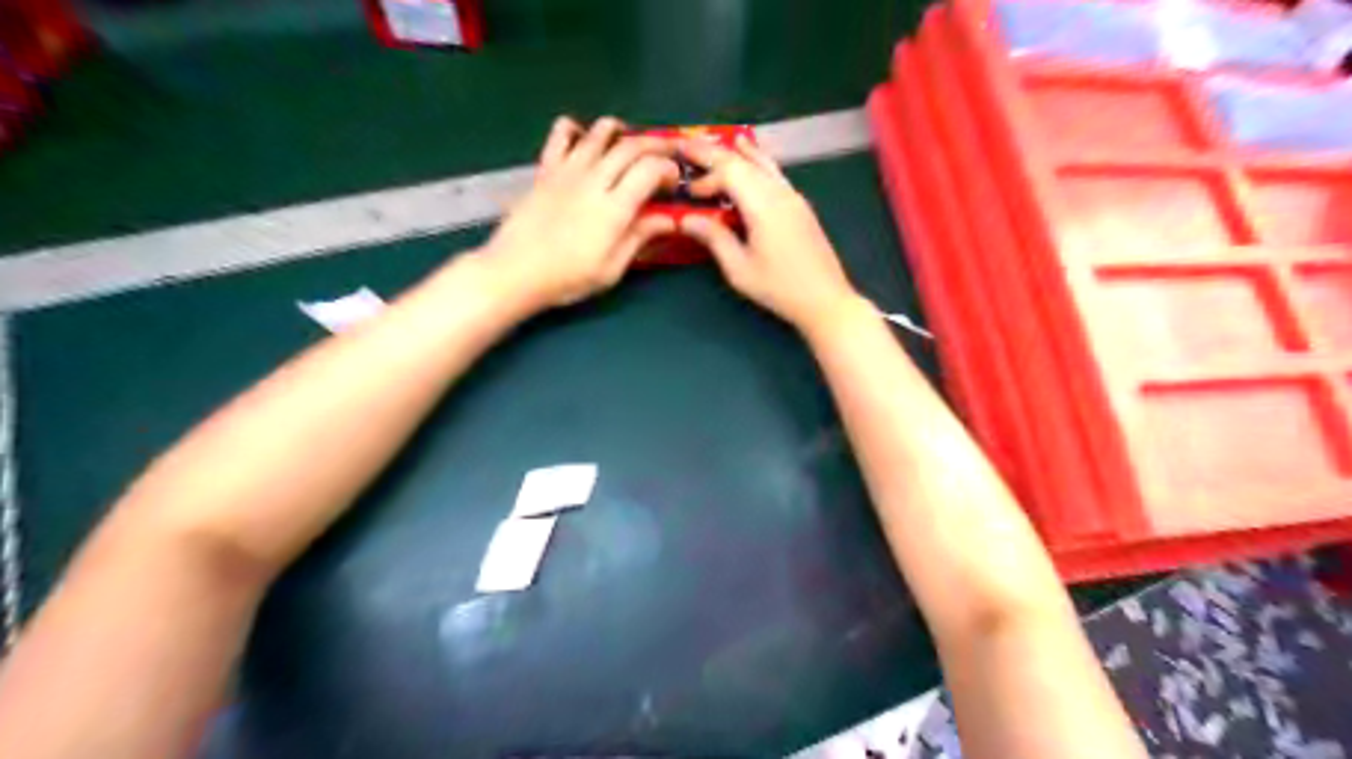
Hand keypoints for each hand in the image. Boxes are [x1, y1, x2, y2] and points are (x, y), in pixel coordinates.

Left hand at [481, 118, 681, 306]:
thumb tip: (668, 220)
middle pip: (630, 147)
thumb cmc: (567, 278)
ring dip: (621, 131)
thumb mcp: (611, 269)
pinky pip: (561, 134)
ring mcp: (567, 170)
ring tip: (632, 140)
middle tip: (668, 154)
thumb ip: (639, 238)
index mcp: (614, 208)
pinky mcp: (546, 169)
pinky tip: (583, 138)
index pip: (649, 171)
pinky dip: (576, 128)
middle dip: (655, 146)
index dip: (667, 170)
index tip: (675, 181)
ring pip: (599, 133)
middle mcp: (593, 180)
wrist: (515, 271)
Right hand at [682, 137, 859, 330]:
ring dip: (741, 155)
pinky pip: (775, 175)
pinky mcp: (801, 207)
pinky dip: (758, 165)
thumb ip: (714, 239)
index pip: (729, 171)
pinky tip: (754, 165)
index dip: (705, 172)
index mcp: (763, 205)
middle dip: (717, 155)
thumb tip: (687, 219)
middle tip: (691, 149)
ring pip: (765, 165)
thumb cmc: (779, 288)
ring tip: (726, 142)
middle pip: (746, 162)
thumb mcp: (739, 269)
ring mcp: (794, 198)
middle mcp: (780, 193)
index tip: (685, 182)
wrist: (825, 300)